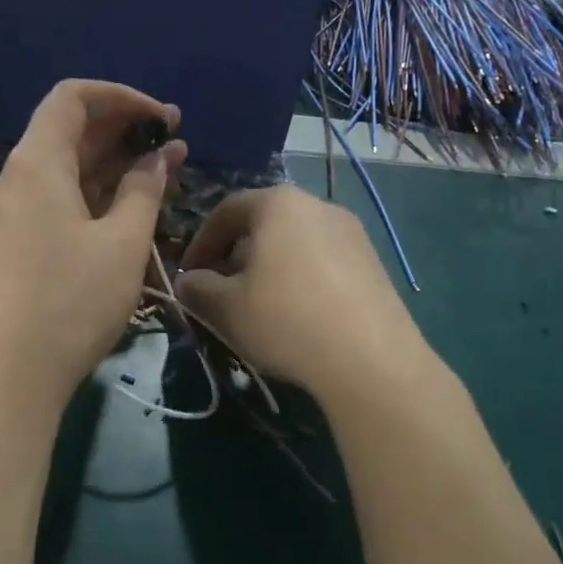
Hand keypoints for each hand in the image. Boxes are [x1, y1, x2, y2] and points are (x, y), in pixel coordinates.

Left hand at [0, 80, 186, 407]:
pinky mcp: (19, 244)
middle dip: (124, 129)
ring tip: (164, 170)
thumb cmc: (72, 300)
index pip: (73, 98)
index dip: (122, 97)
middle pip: (70, 132)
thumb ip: (144, 190)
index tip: (163, 117)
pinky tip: (131, 207)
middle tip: (175, 140)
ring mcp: (14, 214)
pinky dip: (96, 195)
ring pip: (67, 170)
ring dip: (114, 165)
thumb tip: (159, 156)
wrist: (11, 372)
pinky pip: (60, 200)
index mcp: (37, 163)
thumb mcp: (122, 242)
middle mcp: (18, 179)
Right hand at [176, 187, 421, 402]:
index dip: (201, 242)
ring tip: (258, 306)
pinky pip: (324, 261)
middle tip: (221, 291)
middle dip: (236, 255)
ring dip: (269, 268)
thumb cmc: (286, 320)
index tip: (188, 274)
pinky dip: (301, 279)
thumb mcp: (225, 307)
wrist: (370, 359)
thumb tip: (189, 281)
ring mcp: (353, 233)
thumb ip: (197, 288)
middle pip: (264, 223)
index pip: (227, 210)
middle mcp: (319, 205)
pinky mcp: (374, 263)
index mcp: (279, 204)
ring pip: (296, 243)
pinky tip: (297, 315)